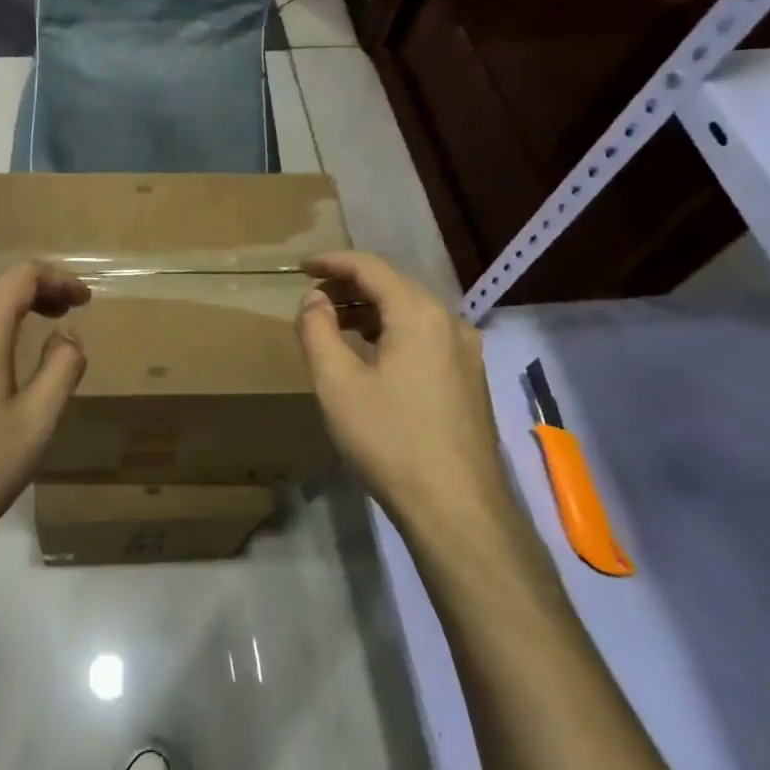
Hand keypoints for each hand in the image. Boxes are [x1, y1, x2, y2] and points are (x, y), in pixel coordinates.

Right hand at [294, 251, 516, 541]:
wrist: (456, 507)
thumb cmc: (389, 439)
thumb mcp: (337, 383)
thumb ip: (317, 330)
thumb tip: (314, 300)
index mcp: (419, 314)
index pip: (371, 267)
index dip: (332, 261)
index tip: (300, 267)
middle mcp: (450, 322)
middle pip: (394, 286)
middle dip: (349, 285)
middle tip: (312, 298)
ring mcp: (465, 352)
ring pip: (411, 313)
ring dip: (369, 311)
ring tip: (333, 325)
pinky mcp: (469, 379)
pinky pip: (424, 337)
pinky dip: (390, 332)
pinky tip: (369, 355)